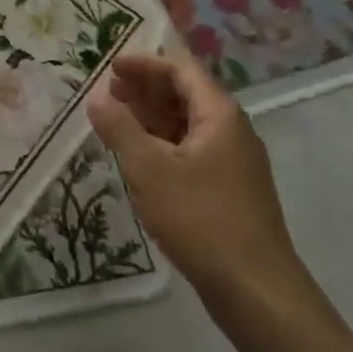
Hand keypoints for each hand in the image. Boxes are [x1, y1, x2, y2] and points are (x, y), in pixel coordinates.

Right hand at [87, 53, 310, 318]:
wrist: (254, 288)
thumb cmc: (199, 218)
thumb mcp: (148, 168)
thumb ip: (119, 127)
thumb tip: (97, 97)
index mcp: (219, 115)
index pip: (181, 70)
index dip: (145, 63)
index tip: (109, 66)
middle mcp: (232, 130)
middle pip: (186, 94)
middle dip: (146, 89)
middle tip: (108, 92)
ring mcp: (234, 161)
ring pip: (188, 124)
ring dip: (152, 116)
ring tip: (116, 121)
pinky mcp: (229, 188)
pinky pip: (192, 149)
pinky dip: (163, 143)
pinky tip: (140, 157)